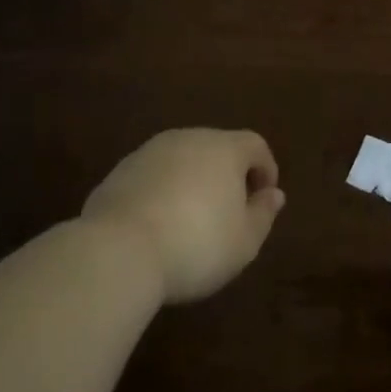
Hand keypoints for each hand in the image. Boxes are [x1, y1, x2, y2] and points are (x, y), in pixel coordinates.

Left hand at [82, 129, 285, 303]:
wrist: (117, 252)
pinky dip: (162, 192)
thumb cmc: (196, 245)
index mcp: (224, 148)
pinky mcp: (119, 172)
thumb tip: (273, 194)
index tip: (263, 200)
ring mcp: (149, 152)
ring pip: (182, 160)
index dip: (266, 169)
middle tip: (229, 211)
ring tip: (191, 220)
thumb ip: (263, 213)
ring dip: (192, 182)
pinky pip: (153, 176)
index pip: (255, 145)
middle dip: (228, 174)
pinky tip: (158, 226)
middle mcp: (188, 139)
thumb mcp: (244, 241)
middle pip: (217, 148)